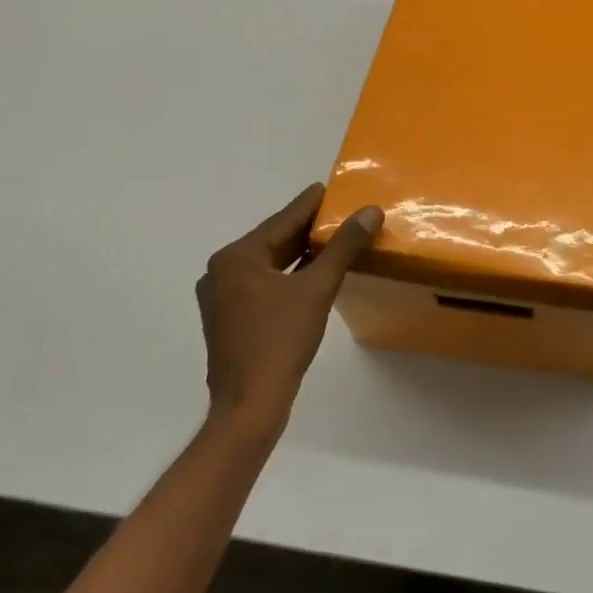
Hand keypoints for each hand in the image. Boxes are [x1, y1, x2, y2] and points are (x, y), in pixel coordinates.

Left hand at [195, 184, 383, 429]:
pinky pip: (263, 283)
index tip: (333, 188)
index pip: (283, 220)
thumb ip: (343, 247)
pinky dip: (289, 275)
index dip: (311, 204)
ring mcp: (222, 296)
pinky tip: (314, 274)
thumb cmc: (281, 340)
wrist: (250, 404)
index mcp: (237, 257)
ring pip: (269, 264)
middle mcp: (222, 270)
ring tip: (335, 240)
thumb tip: (370, 212)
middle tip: (342, 214)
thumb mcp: (318, 288)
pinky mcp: (229, 318)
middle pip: (274, 240)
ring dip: (301, 254)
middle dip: (309, 230)